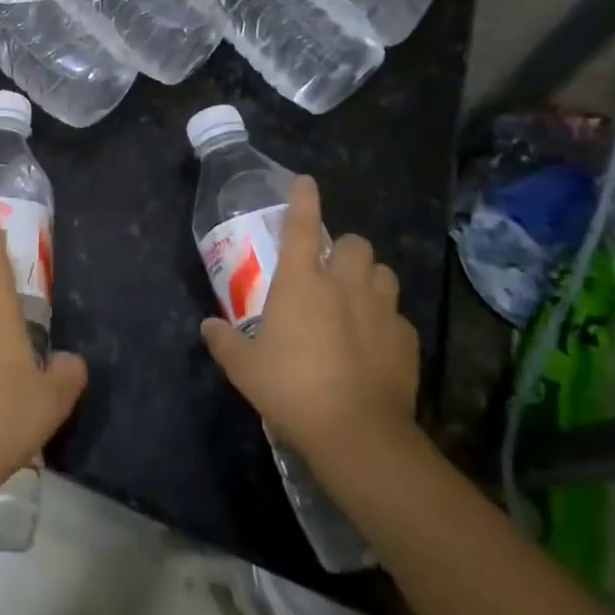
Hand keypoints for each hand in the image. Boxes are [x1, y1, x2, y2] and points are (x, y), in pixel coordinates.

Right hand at [199, 175, 419, 469]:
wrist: (357, 433)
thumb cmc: (291, 389)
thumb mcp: (244, 368)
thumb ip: (224, 342)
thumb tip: (208, 326)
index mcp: (301, 282)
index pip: (302, 225)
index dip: (303, 199)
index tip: (305, 181)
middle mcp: (344, 284)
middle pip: (354, 243)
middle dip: (343, 249)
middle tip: (329, 271)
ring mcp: (381, 310)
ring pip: (383, 273)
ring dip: (368, 278)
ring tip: (355, 300)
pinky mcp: (406, 338)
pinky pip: (397, 315)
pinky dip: (385, 320)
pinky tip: (373, 343)